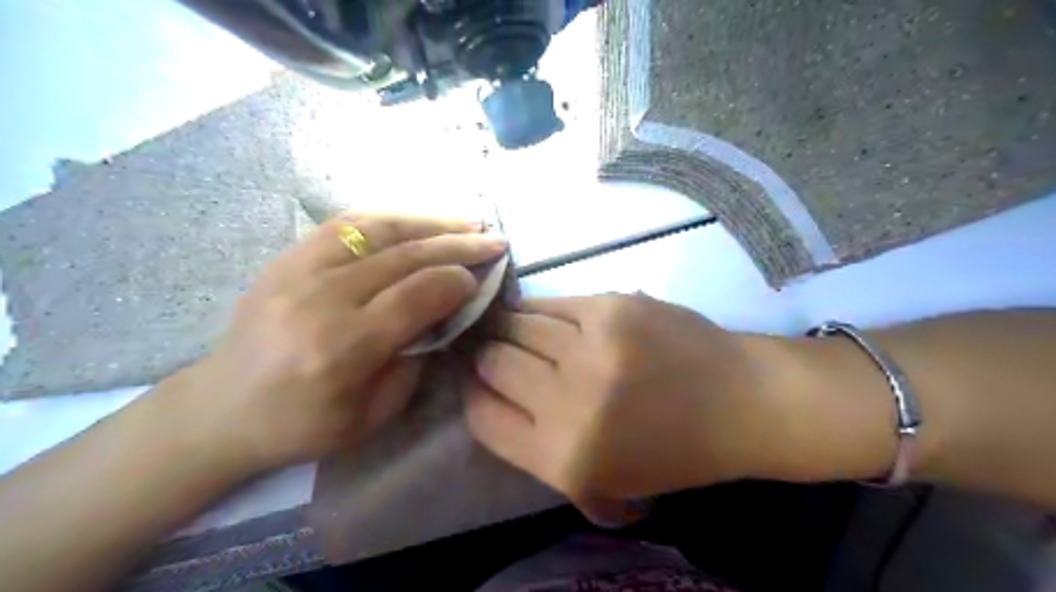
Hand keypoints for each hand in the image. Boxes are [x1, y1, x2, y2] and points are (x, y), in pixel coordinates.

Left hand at [177, 215, 506, 473]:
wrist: (221, 409)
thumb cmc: (301, 426)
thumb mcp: (373, 415)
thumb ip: (415, 361)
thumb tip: (444, 313)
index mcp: (342, 347)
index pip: (416, 295)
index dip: (458, 281)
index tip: (483, 279)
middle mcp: (320, 298)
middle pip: (404, 256)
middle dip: (458, 244)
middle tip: (494, 240)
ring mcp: (297, 270)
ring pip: (378, 229)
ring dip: (430, 221)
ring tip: (467, 220)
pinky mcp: (286, 257)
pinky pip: (347, 224)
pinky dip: (391, 218)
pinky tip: (418, 220)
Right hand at [467, 294, 795, 513]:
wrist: (741, 402)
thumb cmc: (673, 452)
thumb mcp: (599, 482)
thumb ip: (537, 449)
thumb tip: (489, 398)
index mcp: (564, 457)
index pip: (482, 417)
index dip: (474, 395)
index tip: (481, 383)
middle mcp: (569, 402)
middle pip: (492, 362)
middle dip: (489, 358)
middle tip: (499, 353)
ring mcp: (591, 347)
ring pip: (516, 324)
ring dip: (510, 328)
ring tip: (519, 331)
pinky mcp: (611, 307)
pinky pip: (550, 303)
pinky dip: (539, 311)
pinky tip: (547, 317)